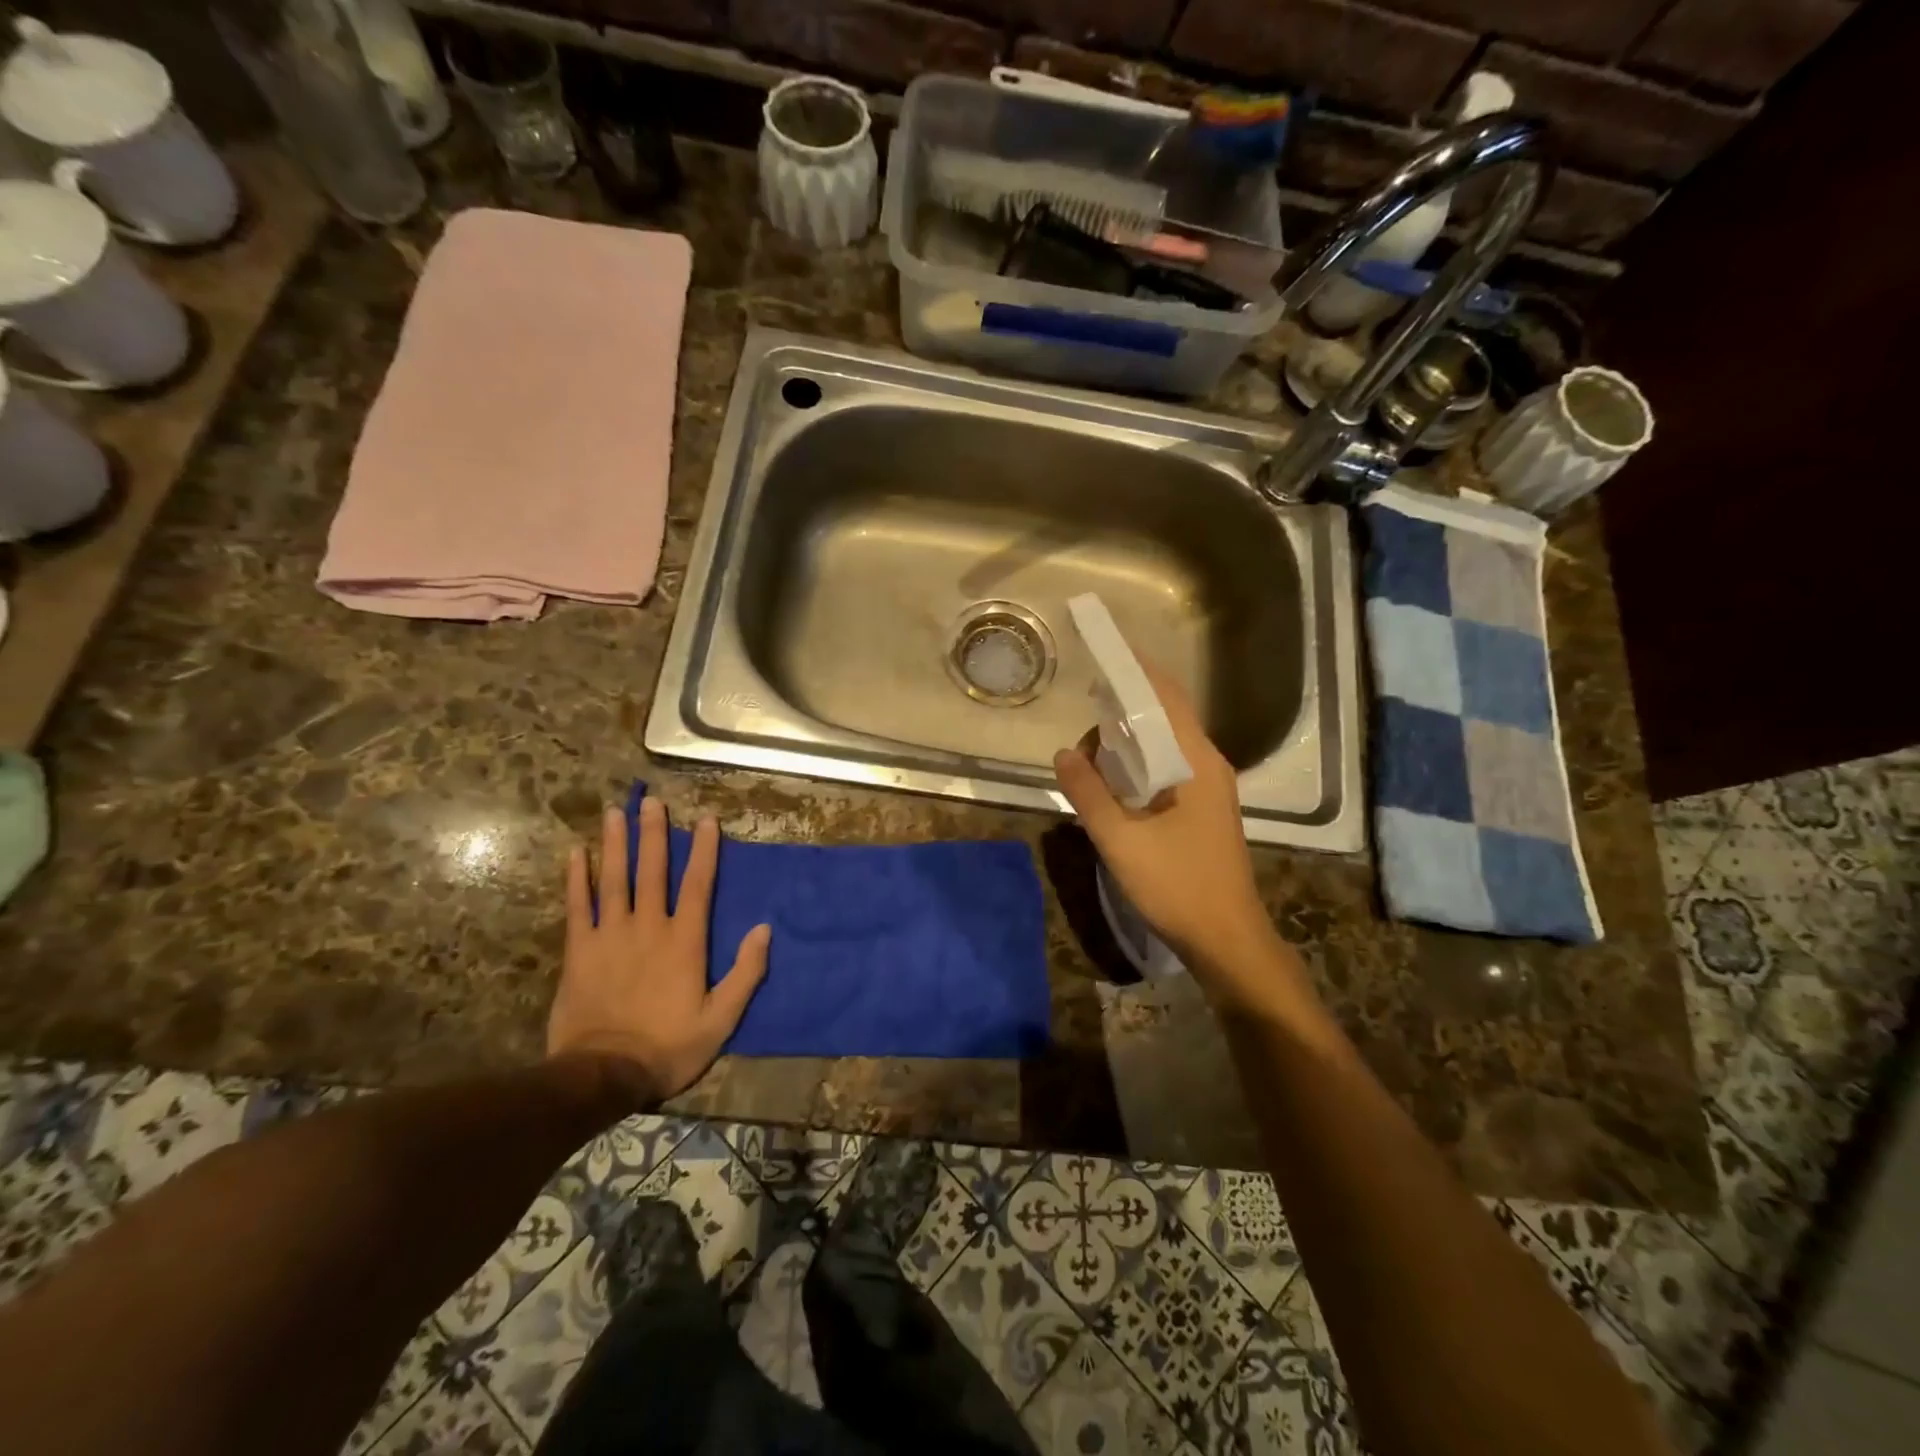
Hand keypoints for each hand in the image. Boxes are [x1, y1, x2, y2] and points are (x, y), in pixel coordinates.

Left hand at [548, 799, 770, 1103]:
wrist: (603, 1074)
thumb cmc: (669, 1046)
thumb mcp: (721, 1019)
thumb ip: (746, 972)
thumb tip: (764, 928)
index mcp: (685, 941)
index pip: (698, 885)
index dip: (704, 850)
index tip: (706, 819)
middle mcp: (649, 927)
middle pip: (653, 871)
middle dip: (654, 834)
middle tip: (651, 801)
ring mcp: (610, 936)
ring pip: (615, 880)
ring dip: (616, 844)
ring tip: (615, 812)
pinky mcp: (579, 951)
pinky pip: (578, 906)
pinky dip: (577, 879)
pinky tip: (575, 853)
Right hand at [1053, 659, 1276, 971]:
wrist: (1226, 940)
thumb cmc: (1176, 885)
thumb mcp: (1120, 839)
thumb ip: (1089, 792)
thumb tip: (1064, 752)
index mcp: (1196, 762)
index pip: (1166, 697)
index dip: (1136, 670)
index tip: (1105, 649)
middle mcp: (1208, 766)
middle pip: (1167, 716)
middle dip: (1127, 703)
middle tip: (1086, 702)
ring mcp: (1209, 789)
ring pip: (1167, 744)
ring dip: (1131, 735)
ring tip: (1092, 741)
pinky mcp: (1203, 810)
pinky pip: (1168, 768)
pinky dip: (1140, 760)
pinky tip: (1114, 777)